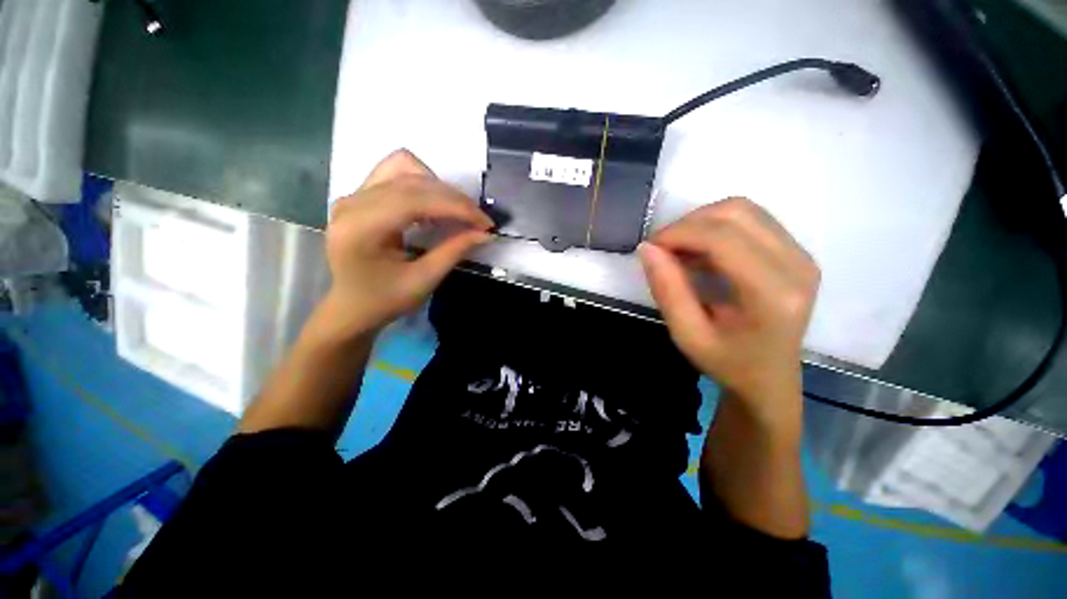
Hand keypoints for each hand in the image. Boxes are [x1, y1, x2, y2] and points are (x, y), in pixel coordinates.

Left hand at [324, 149, 493, 335]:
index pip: (415, 199)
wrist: (351, 307)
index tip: (485, 223)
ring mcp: (353, 195)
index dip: (457, 207)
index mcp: (361, 228)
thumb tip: (485, 233)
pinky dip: (423, 185)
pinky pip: (395, 174)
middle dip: (453, 199)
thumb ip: (454, 251)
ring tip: (455, 213)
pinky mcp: (360, 195)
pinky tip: (433, 207)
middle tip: (478, 222)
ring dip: (438, 187)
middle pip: (413, 180)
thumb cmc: (385, 301)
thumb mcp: (423, 280)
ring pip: (404, 167)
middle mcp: (352, 202)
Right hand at [638, 198, 819, 424]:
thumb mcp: (687, 334)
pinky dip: (716, 226)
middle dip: (688, 223)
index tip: (650, 248)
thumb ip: (667, 290)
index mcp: (773, 294)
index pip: (723, 238)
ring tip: (679, 249)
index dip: (679, 233)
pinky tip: (700, 251)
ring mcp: (802, 255)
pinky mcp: (797, 252)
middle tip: (662, 248)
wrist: (770, 378)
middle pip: (736, 212)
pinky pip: (751, 219)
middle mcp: (797, 266)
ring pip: (744, 209)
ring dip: (701, 222)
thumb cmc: (727, 362)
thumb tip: (647, 248)